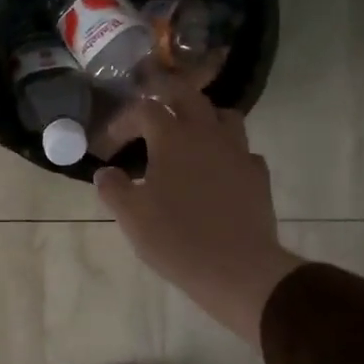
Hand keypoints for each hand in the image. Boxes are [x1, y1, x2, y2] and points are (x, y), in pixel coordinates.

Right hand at [94, 90, 302, 346]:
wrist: (237, 268)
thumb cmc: (176, 238)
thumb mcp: (131, 216)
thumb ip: (113, 188)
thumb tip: (106, 172)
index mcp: (172, 137)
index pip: (144, 109)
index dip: (123, 121)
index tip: (110, 145)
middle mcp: (207, 133)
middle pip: (188, 95)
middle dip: (166, 96)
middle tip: (150, 112)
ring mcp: (238, 151)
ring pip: (223, 115)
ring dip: (202, 118)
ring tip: (188, 136)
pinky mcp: (257, 174)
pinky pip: (242, 150)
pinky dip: (227, 151)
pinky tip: (217, 170)